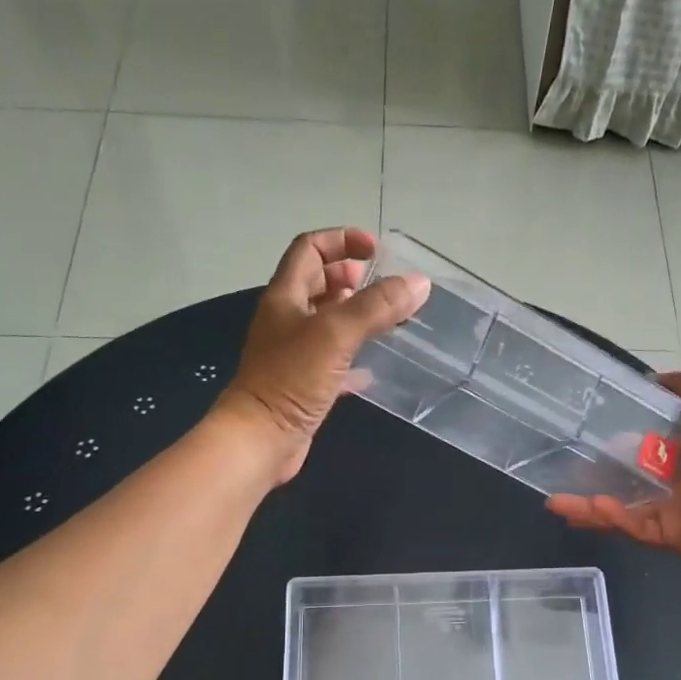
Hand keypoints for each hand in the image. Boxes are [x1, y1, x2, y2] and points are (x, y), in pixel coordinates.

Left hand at [215, 227, 430, 483]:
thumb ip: (376, 306)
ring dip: (354, 315)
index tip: (375, 250)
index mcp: (286, 297)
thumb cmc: (291, 379)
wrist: (261, 439)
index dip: (341, 241)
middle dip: (348, 277)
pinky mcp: (305, 385)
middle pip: (317, 283)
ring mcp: (295, 354)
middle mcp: (287, 320)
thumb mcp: (336, 334)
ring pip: (327, 323)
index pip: (309, 250)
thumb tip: (419, 283)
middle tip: (382, 286)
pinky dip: (354, 358)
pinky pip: (333, 361)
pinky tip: (376, 367)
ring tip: (387, 320)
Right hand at [546, 372, 680, 552]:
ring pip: (622, 510)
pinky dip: (609, 518)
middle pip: (627, 483)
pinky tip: (584, 508)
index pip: (645, 449)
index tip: (587, 439)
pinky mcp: (669, 536)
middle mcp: (677, 483)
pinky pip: (633, 526)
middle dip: (593, 482)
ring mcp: (671, 512)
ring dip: (587, 507)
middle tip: (560, 476)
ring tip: (555, 503)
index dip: (616, 445)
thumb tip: (651, 378)